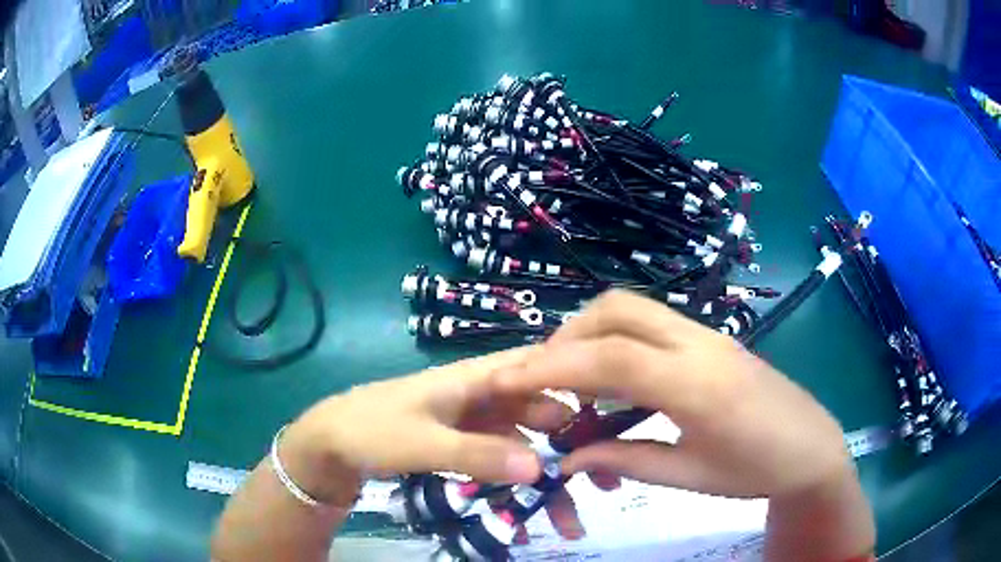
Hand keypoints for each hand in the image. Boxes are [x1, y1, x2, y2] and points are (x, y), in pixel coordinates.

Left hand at [279, 347, 606, 538]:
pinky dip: (520, 484)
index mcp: (476, 377)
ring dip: (549, 477)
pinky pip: (504, 460)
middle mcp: (484, 394)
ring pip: (526, 443)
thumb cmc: (372, 431)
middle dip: (575, 445)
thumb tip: (539, 468)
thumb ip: (476, 454)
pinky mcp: (466, 443)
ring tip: (571, 518)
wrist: (331, 444)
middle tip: (605, 483)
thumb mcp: (422, 443)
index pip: (538, 366)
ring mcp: (476, 421)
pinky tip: (530, 513)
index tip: (617, 415)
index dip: (578, 380)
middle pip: (542, 412)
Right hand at [490, 290, 853, 499]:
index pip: (610, 359)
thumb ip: (625, 461)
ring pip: (634, 309)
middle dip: (567, 337)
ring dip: (591, 334)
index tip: (505, 378)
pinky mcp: (711, 338)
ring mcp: (707, 334)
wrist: (811, 446)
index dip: (551, 366)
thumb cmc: (757, 470)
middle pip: (617, 311)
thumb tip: (569, 458)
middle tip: (543, 379)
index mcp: (696, 385)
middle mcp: (699, 344)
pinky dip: (617, 339)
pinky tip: (615, 377)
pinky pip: (652, 324)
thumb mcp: (690, 476)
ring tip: (573, 379)